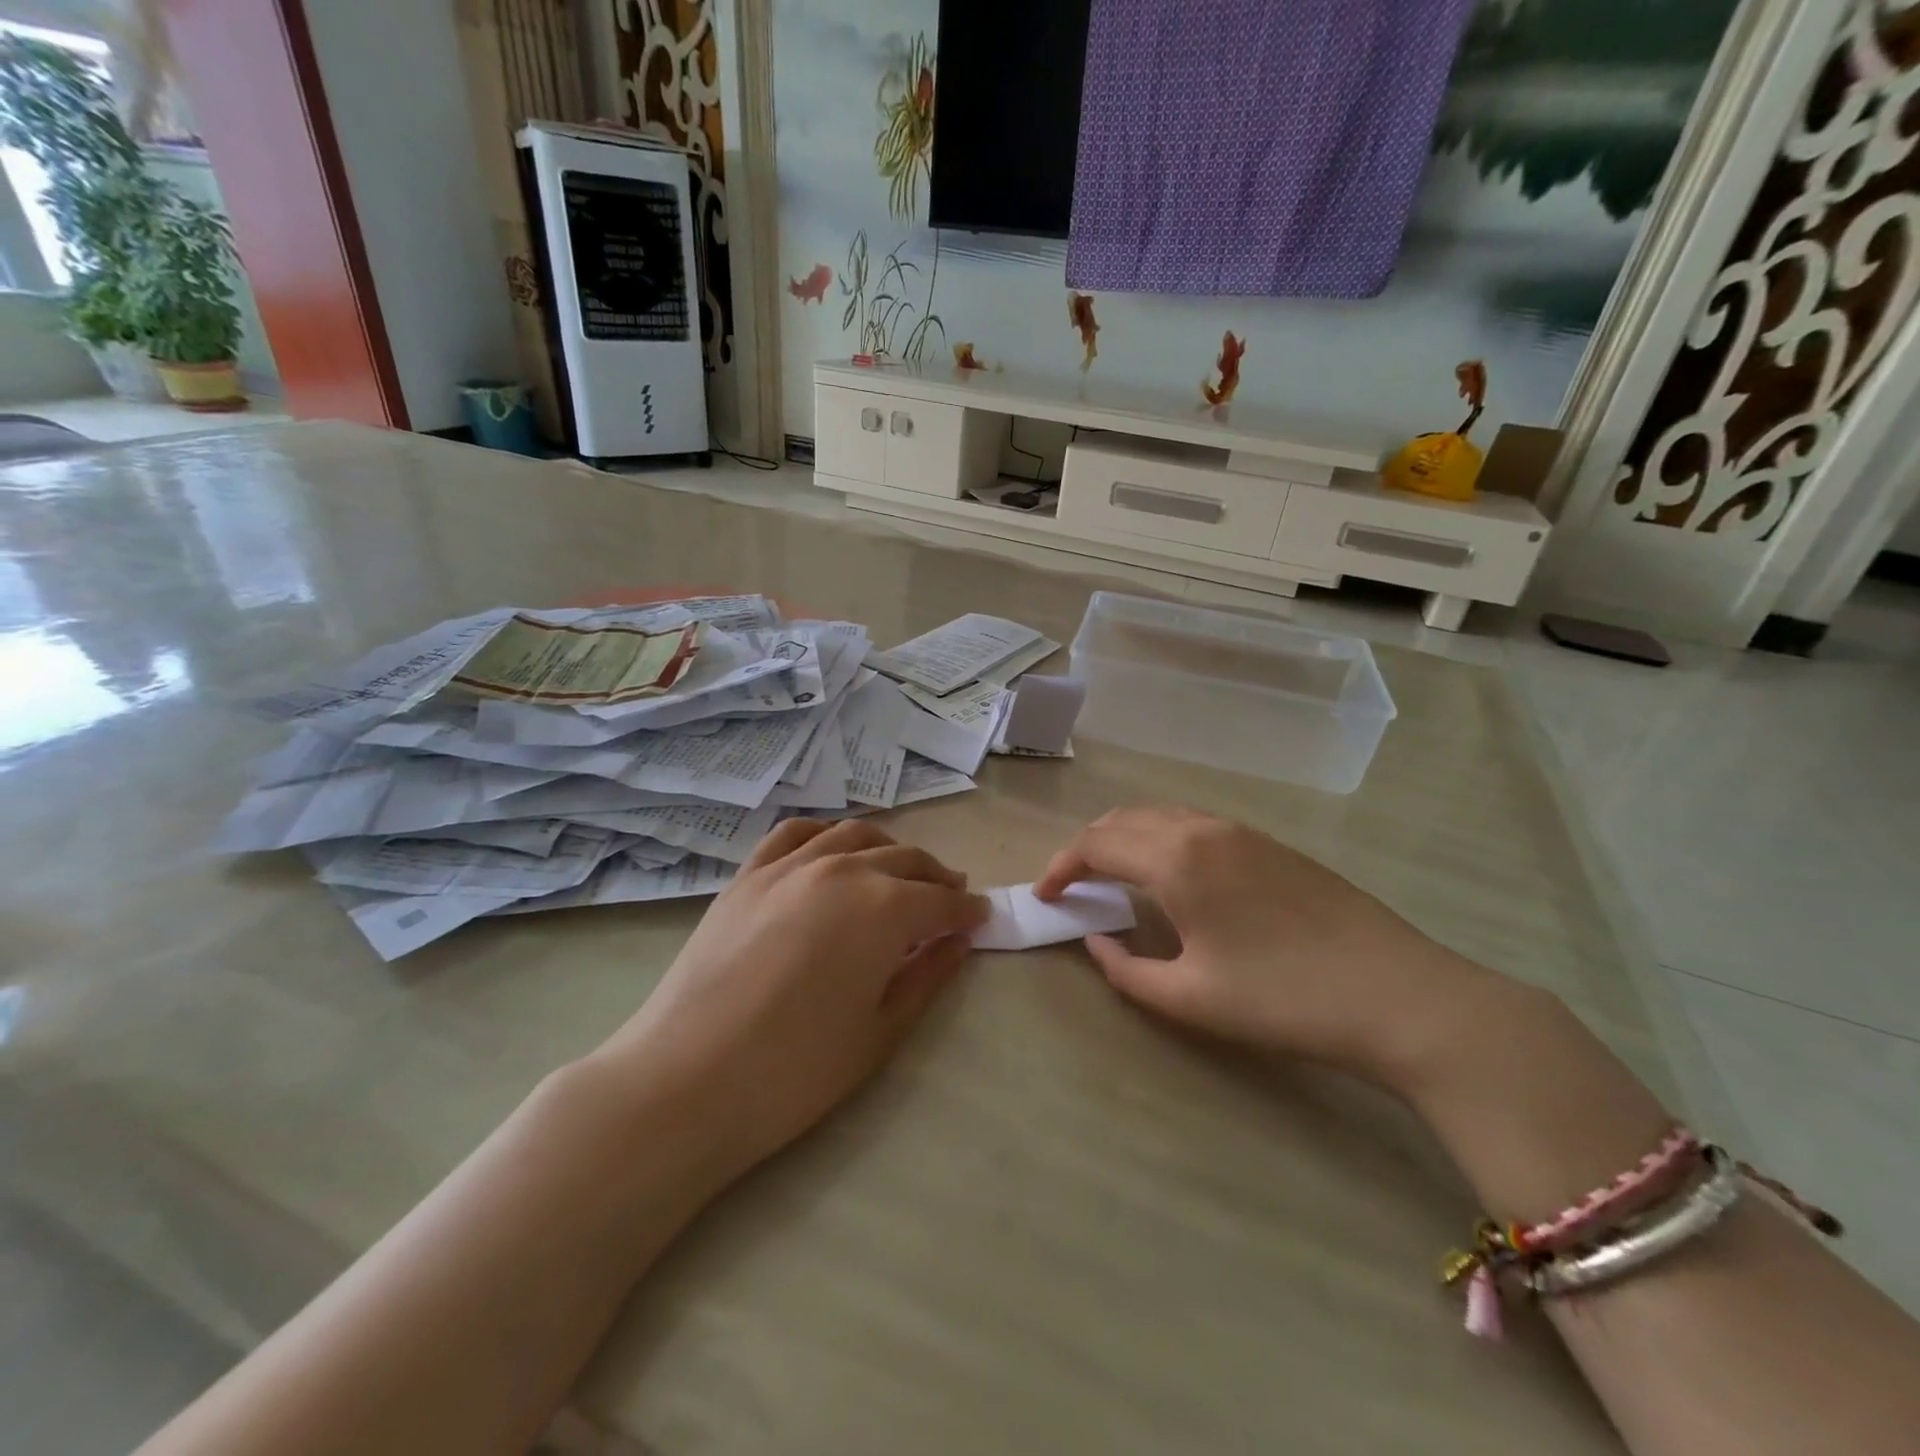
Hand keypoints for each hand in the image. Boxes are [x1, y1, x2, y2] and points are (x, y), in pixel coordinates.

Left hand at [598, 819, 987, 1180]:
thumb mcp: (880, 1031)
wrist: (686, 1081)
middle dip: (936, 877)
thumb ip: (927, 976)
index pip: (941, 900)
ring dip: (889, 850)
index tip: (981, 918)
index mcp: (884, 908)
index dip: (966, 910)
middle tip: (950, 897)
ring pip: (855, 836)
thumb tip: (960, 941)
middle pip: (904, 860)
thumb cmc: (795, 1071)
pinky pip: (795, 833)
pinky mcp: (748, 875)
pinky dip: (825, 833)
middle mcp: (842, 869)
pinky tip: (833, 850)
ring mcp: (789, 865)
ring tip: (900, 871)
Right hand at [1035, 806, 1490, 1088]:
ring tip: (1113, 880)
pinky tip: (1170, 877)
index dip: (1060, 867)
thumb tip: (1096, 943)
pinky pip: (1194, 825)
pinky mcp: (1271, 844)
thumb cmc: (1284, 999)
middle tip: (1072, 887)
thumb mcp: (1190, 998)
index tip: (1044, 895)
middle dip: (1088, 847)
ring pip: (1161, 817)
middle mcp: (1203, 829)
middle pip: (1124, 819)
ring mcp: (1242, 831)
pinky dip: (1161, 840)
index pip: (1096, 844)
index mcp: (1176, 858)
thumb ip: (1126, 970)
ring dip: (1125, 839)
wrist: (1401, 996)